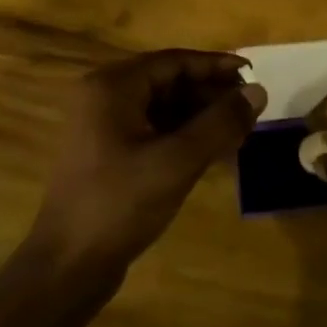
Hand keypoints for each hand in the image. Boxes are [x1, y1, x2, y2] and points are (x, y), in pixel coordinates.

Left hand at [34, 50, 267, 271]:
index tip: (254, 76)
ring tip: (239, 131)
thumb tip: (258, 91)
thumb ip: (221, 122)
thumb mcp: (178, 160)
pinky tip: (214, 151)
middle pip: (169, 82)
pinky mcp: (108, 154)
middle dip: (211, 94)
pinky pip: (154, 130)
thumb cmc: (121, 203)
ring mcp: (103, 127)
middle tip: (250, 110)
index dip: (217, 66)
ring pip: (163, 108)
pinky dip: (184, 135)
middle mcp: (104, 97)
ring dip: (201, 116)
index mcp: (113, 87)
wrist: (68, 265)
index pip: (174, 61)